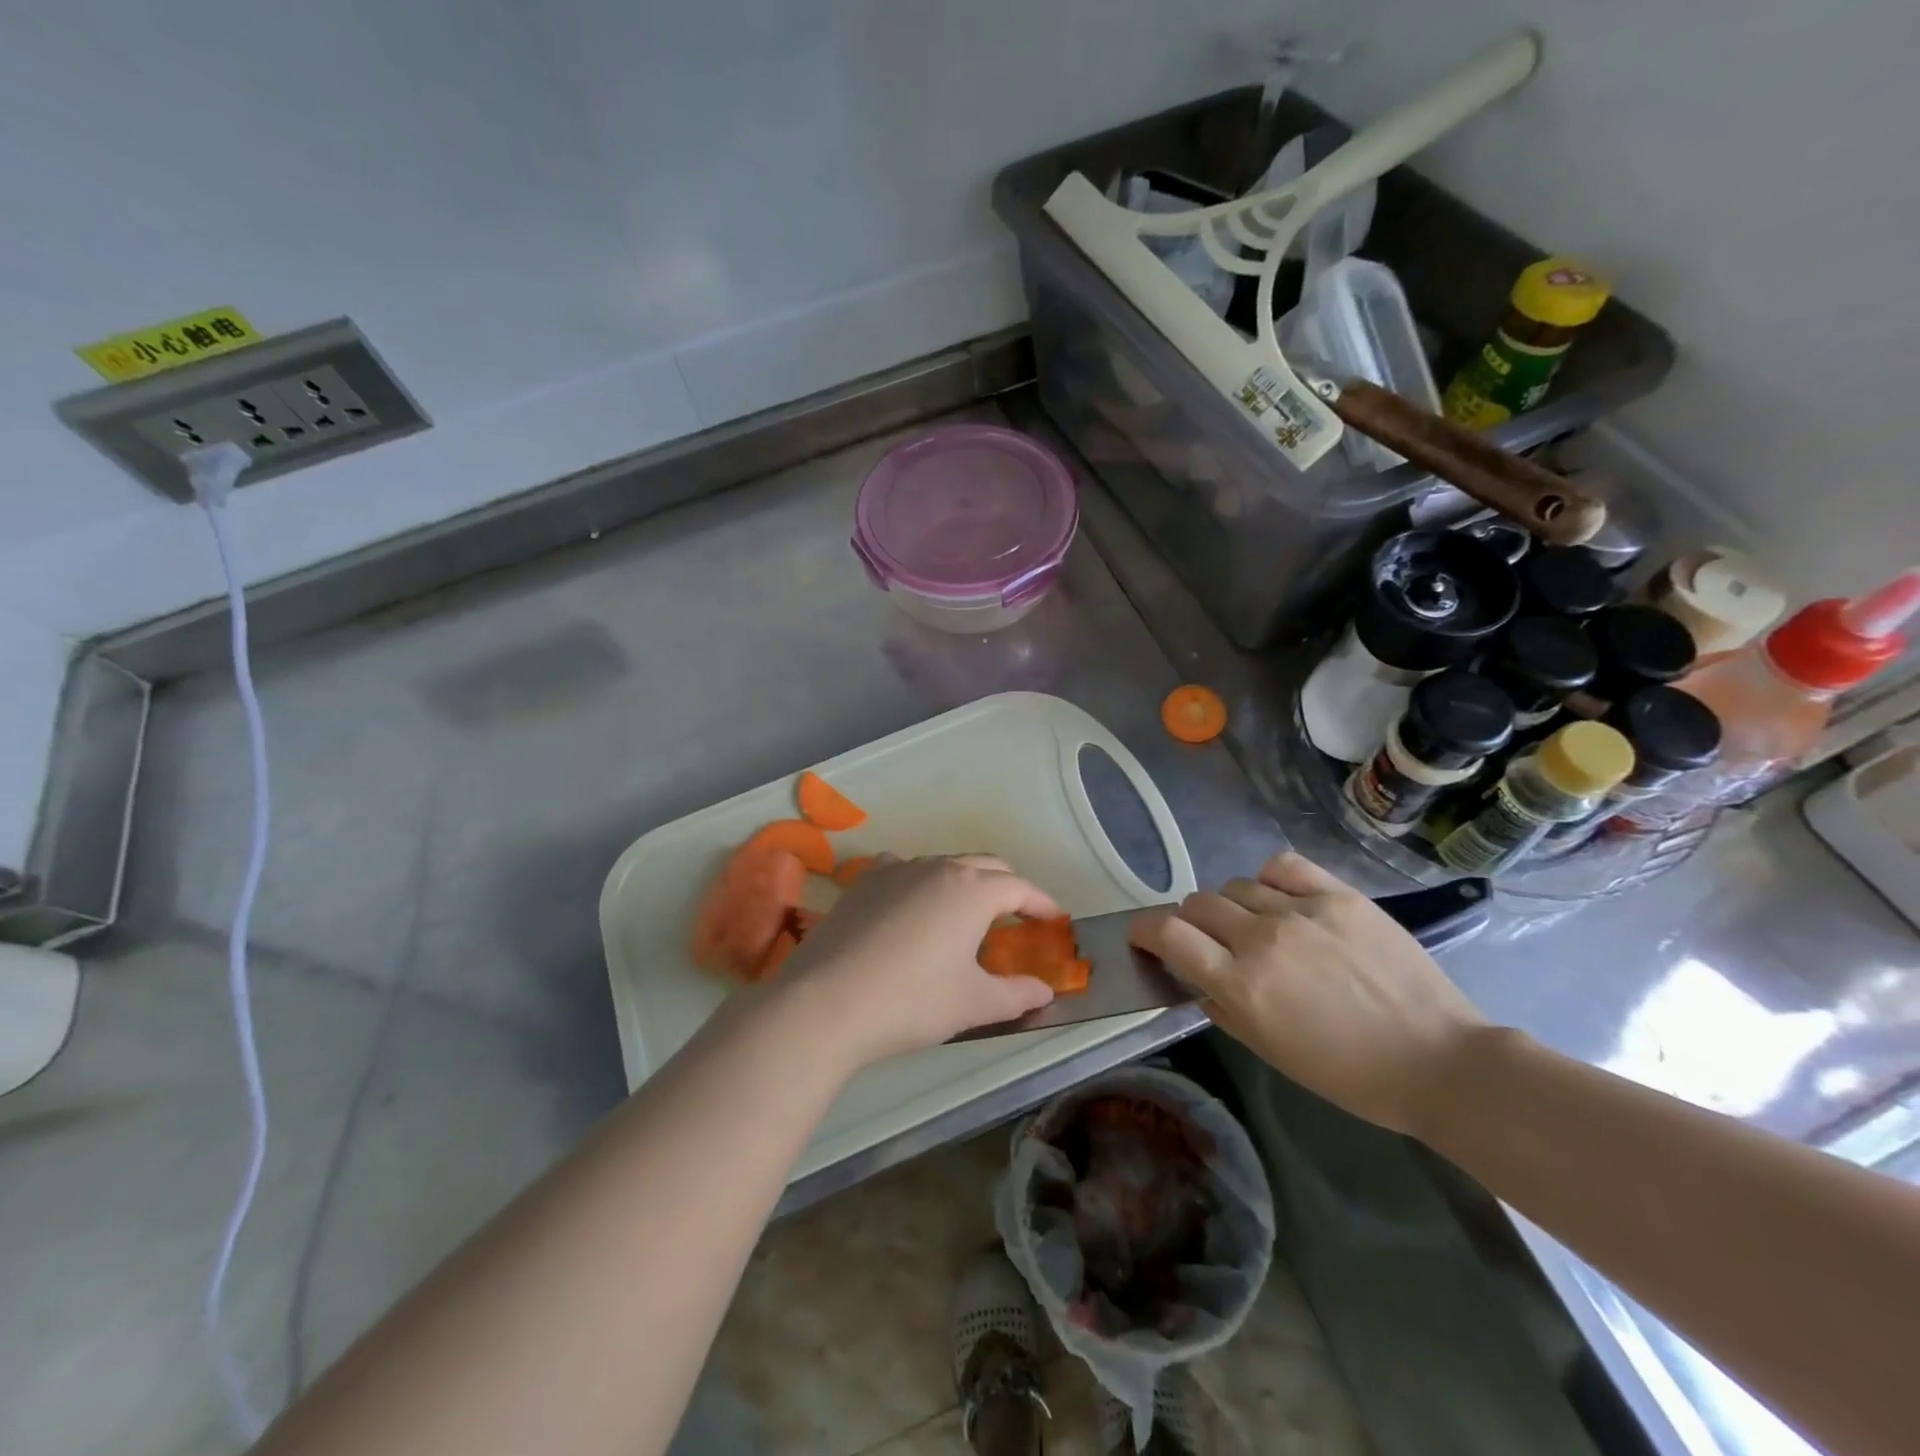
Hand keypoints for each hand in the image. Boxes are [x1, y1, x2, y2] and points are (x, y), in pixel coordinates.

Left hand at [769, 854, 1060, 1068]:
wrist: (826, 1001)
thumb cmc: (913, 1001)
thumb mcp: (974, 1003)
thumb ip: (1017, 994)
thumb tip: (1045, 990)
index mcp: (973, 890)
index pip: (1020, 887)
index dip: (1041, 903)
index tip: (1054, 919)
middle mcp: (938, 867)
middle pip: (985, 865)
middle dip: (1007, 887)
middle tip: (1017, 916)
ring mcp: (896, 869)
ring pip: (943, 864)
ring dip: (964, 882)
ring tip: (965, 914)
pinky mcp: (863, 882)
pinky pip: (903, 869)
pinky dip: (920, 882)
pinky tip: (912, 906)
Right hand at [1128, 852, 1487, 1134]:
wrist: (1438, 1061)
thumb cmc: (1349, 1073)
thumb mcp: (1270, 1052)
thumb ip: (1223, 1008)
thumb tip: (1199, 978)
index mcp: (1241, 984)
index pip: (1167, 934)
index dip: (1145, 930)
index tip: (1144, 936)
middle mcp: (1262, 939)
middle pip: (1197, 904)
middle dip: (1191, 922)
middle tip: (1210, 942)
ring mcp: (1302, 911)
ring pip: (1236, 886)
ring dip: (1232, 907)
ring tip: (1255, 925)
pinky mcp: (1339, 895)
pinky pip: (1282, 866)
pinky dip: (1269, 879)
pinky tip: (1280, 897)